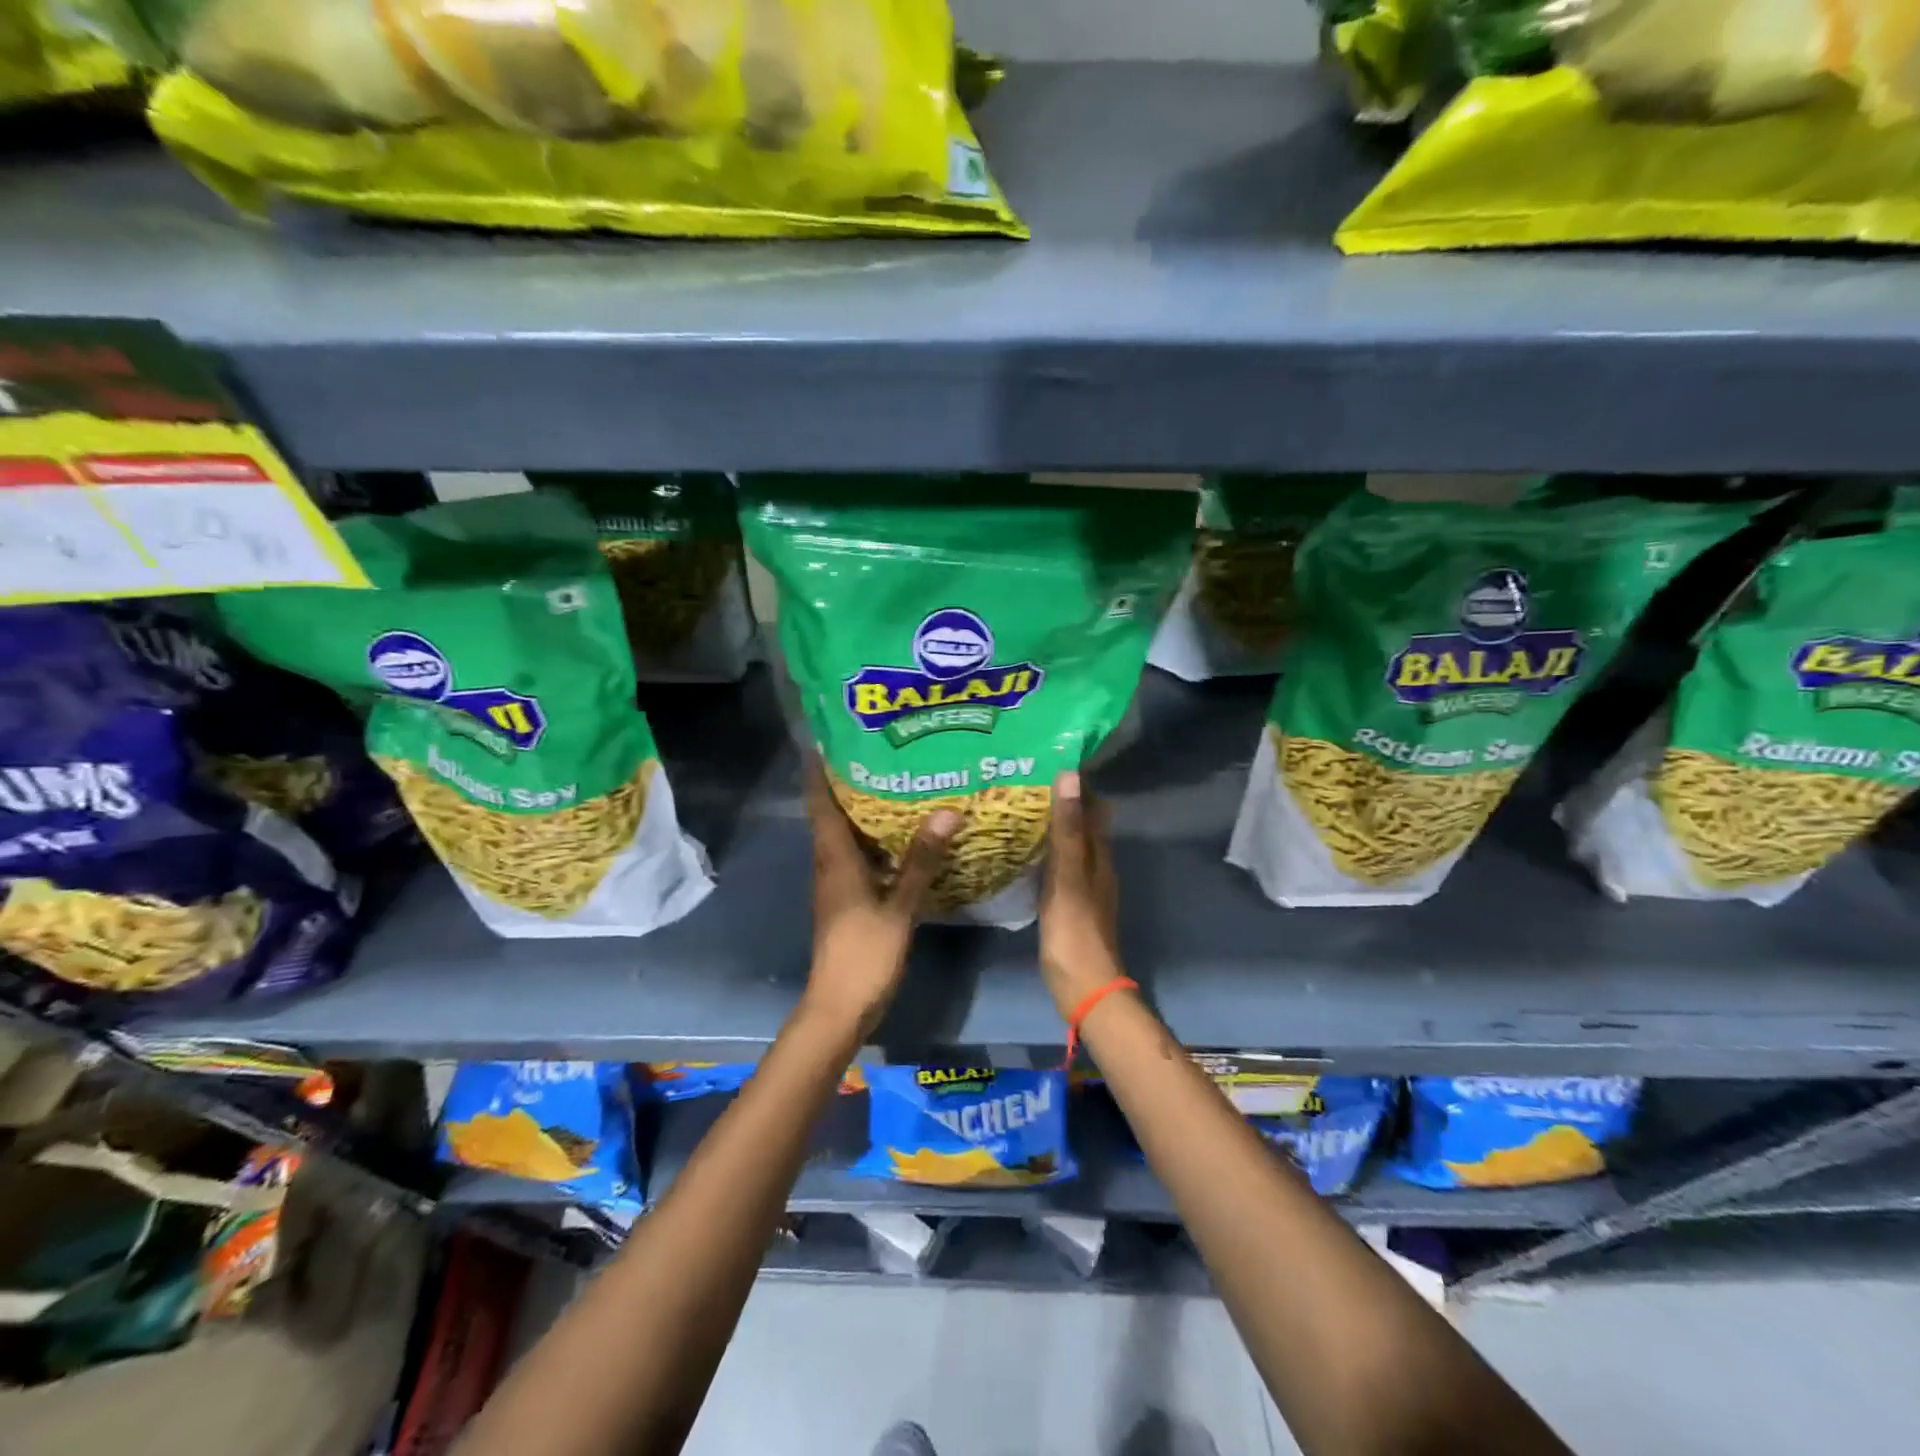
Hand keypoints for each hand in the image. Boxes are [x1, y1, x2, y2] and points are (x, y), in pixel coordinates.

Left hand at [802, 757, 958, 1036]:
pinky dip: (875, 841)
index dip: (820, 771)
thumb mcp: (899, 906)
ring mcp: (837, 884)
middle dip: (848, 783)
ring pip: (846, 836)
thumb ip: (922, 860)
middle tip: (880, 752)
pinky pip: (859, 857)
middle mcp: (830, 864)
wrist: (840, 1006)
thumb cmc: (864, 953)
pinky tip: (903, 837)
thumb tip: (946, 812)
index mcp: (834, 858)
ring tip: (896, 783)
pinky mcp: (848, 900)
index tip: (828, 739)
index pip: (820, 803)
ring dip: (862, 811)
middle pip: (832, 814)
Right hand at [1039, 771, 1124, 1017]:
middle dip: (1061, 802)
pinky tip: (1022, 852)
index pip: (1094, 807)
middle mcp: (1097, 867)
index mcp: (1100, 856)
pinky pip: (1059, 866)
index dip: (1077, 785)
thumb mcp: (1067, 875)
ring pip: (1071, 845)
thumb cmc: (1074, 930)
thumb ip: (1068, 829)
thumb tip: (1070, 776)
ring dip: (1053, 826)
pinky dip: (1045, 851)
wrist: (1083, 987)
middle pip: (1083, 825)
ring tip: (1017, 809)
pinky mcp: (1070, 904)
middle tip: (1022, 783)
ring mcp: (1084, 887)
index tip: (1047, 762)